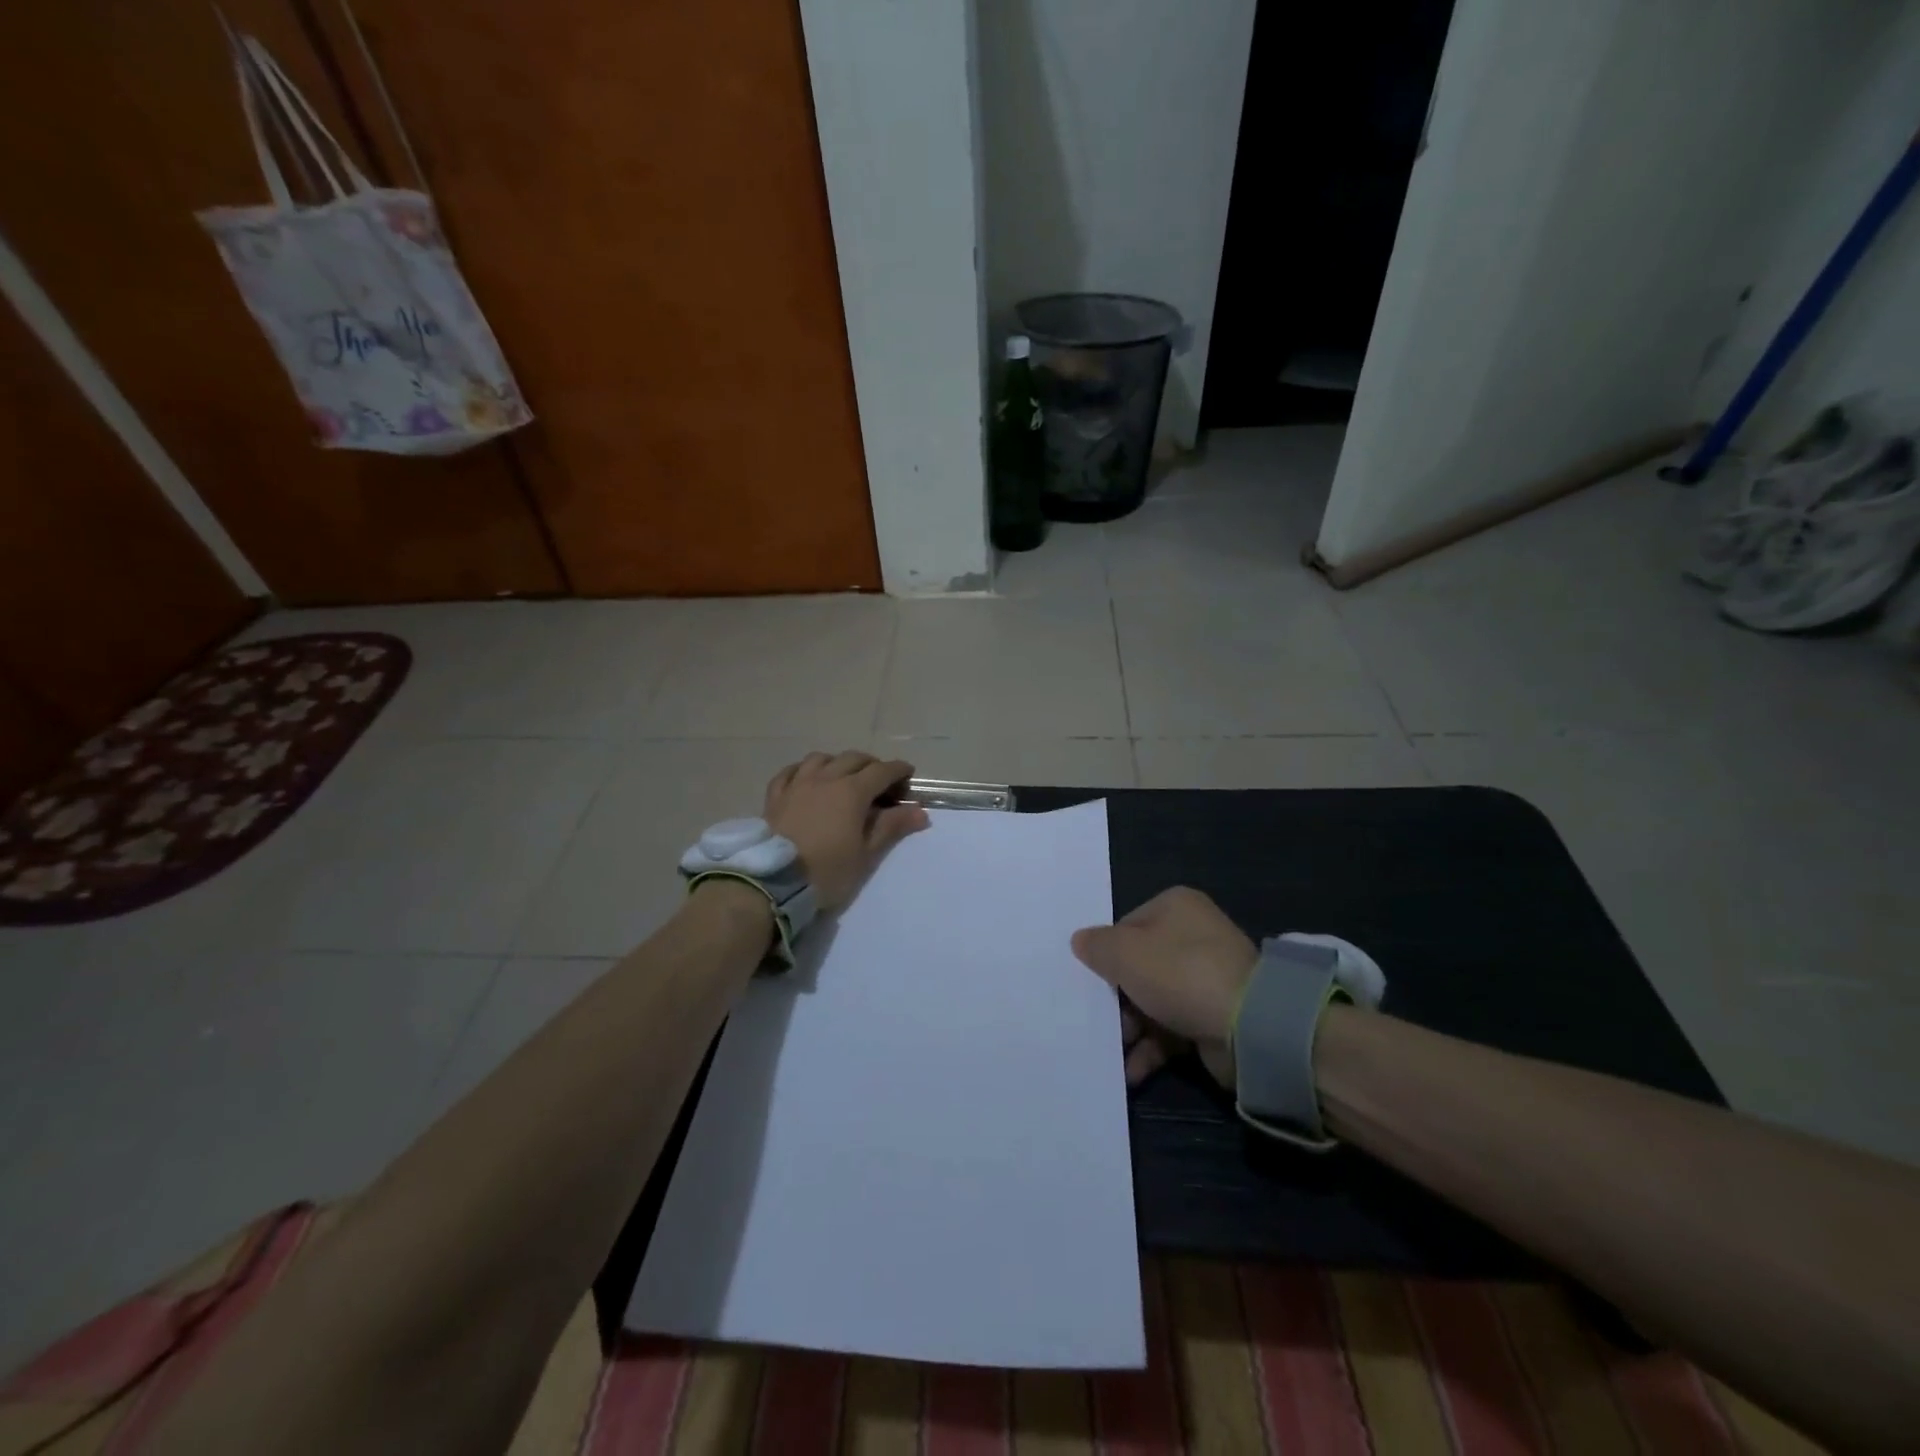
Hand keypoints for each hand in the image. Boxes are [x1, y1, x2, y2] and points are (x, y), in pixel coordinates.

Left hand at [764, 751, 929, 909]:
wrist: (774, 882)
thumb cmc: (827, 871)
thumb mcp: (866, 854)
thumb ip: (892, 827)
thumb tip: (920, 811)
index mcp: (852, 791)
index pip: (882, 771)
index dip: (898, 770)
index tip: (909, 776)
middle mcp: (825, 778)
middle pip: (853, 758)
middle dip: (872, 765)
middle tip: (880, 781)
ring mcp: (797, 784)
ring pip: (821, 759)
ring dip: (838, 763)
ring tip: (844, 776)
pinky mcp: (775, 796)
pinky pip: (790, 771)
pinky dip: (804, 770)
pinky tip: (807, 778)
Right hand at [1071, 887, 1256, 1088]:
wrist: (1249, 1025)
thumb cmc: (1179, 973)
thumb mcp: (1124, 953)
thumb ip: (1096, 946)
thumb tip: (1080, 941)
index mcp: (1175, 907)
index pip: (1126, 927)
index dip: (1105, 955)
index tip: (1090, 982)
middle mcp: (1193, 936)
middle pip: (1138, 966)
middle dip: (1116, 999)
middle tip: (1096, 1022)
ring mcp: (1206, 977)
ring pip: (1153, 1001)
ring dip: (1130, 1029)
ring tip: (1111, 1052)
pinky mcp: (1214, 1016)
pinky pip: (1172, 1029)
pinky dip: (1151, 1049)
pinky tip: (1131, 1071)